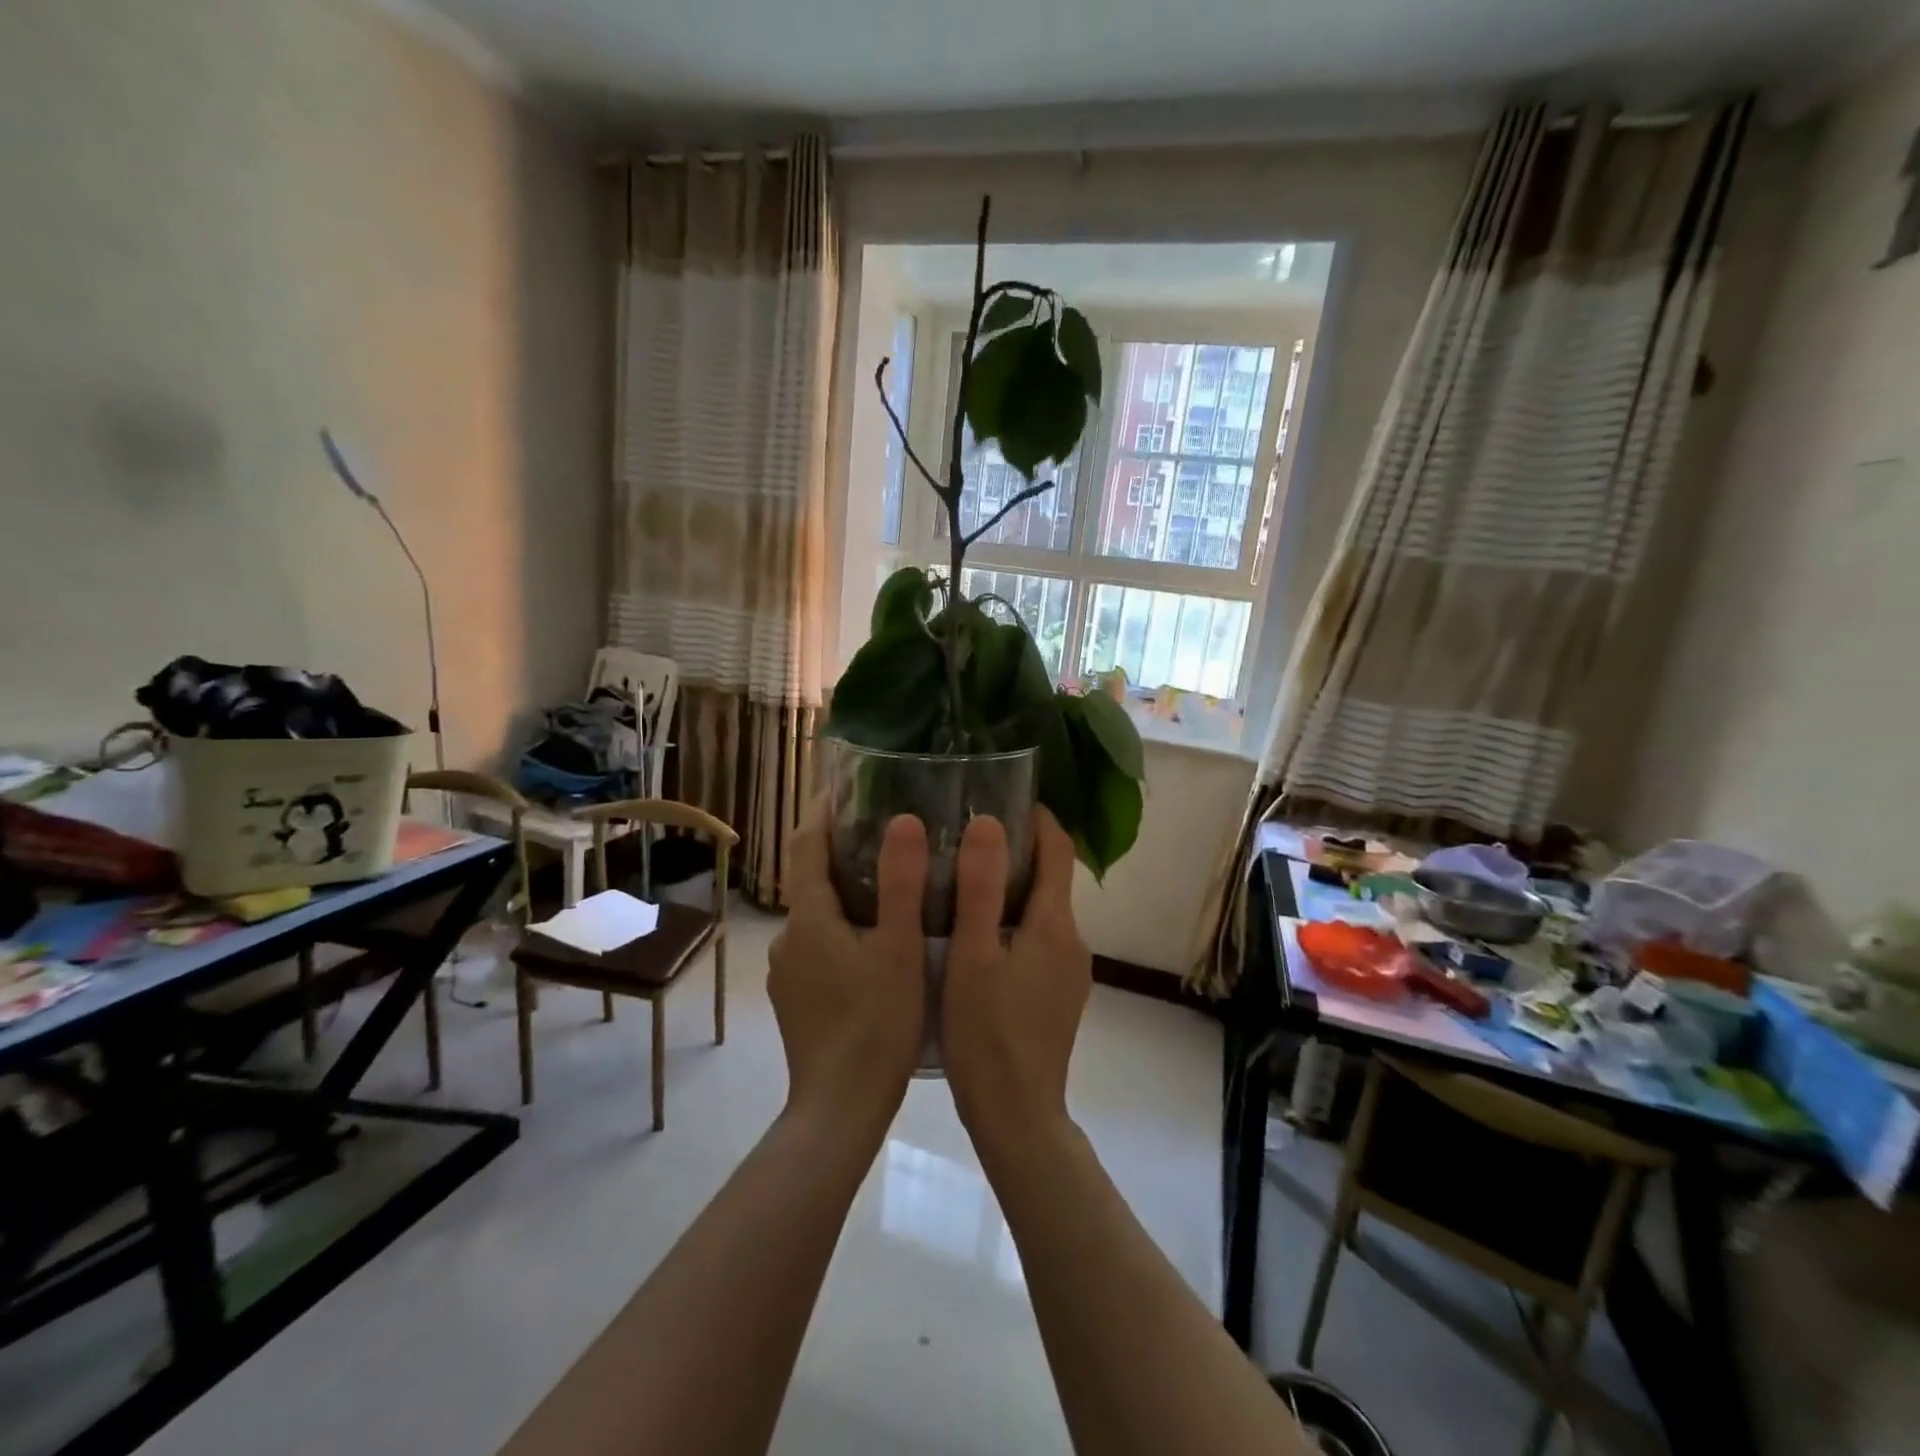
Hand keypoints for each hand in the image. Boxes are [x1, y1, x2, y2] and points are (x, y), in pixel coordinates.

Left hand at [768, 808, 927, 1137]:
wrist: (839, 1110)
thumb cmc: (876, 1025)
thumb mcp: (899, 949)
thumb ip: (902, 883)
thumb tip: (904, 820)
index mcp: (810, 918)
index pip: (806, 844)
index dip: (824, 811)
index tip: (850, 787)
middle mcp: (789, 938)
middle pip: (813, 879)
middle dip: (845, 853)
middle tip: (893, 838)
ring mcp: (789, 973)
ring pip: (818, 916)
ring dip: (848, 896)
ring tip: (894, 889)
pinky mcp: (797, 1000)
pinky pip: (820, 947)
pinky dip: (844, 931)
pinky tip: (878, 946)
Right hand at [942, 808, 1089, 1156]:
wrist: (1017, 1115)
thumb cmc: (987, 1033)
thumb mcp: (972, 956)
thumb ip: (979, 888)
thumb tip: (989, 822)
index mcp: (1054, 925)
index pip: (1058, 851)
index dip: (1037, 819)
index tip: (1004, 797)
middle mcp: (1073, 941)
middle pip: (1050, 879)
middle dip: (1017, 852)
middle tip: (967, 838)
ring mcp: (1070, 972)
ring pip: (1043, 912)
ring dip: (1012, 890)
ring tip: (964, 883)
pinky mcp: (1059, 995)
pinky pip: (1039, 941)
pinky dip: (1014, 923)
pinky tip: (977, 937)